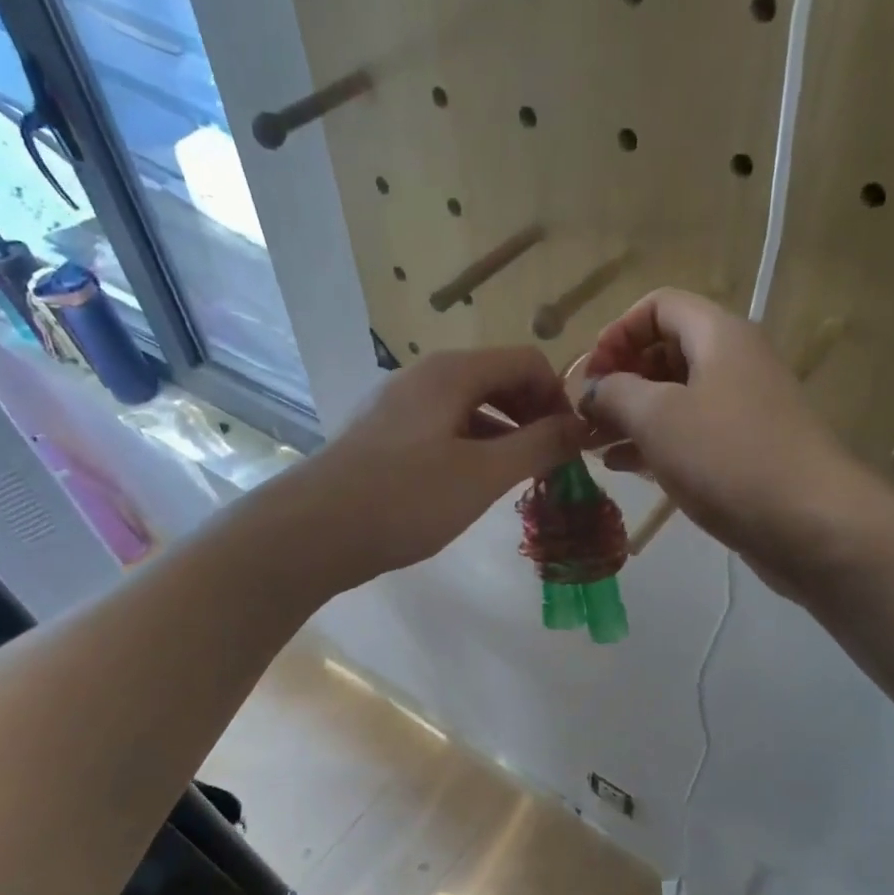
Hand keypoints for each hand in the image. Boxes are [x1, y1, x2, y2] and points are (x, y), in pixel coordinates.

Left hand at [305, 346, 591, 582]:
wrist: (311, 532)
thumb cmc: (405, 498)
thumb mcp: (483, 474)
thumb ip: (539, 446)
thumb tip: (581, 426)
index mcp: (452, 372)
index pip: (527, 361)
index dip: (559, 398)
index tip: (573, 444)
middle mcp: (424, 377)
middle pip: (497, 380)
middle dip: (533, 416)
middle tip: (551, 463)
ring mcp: (397, 406)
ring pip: (468, 408)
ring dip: (504, 435)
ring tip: (519, 479)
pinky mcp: (382, 437)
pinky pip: (442, 429)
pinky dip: (471, 448)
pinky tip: (473, 485)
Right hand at [579, 289, 856, 585]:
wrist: (810, 524)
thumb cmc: (728, 457)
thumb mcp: (658, 417)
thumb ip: (615, 393)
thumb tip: (593, 390)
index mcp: (718, 335)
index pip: (658, 306)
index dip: (616, 332)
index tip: (589, 375)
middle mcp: (733, 363)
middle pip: (665, 352)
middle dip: (619, 379)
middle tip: (584, 417)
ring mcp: (741, 410)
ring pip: (675, 398)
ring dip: (631, 416)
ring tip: (593, 445)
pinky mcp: (743, 452)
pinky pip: (690, 435)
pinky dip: (655, 444)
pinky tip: (622, 467)